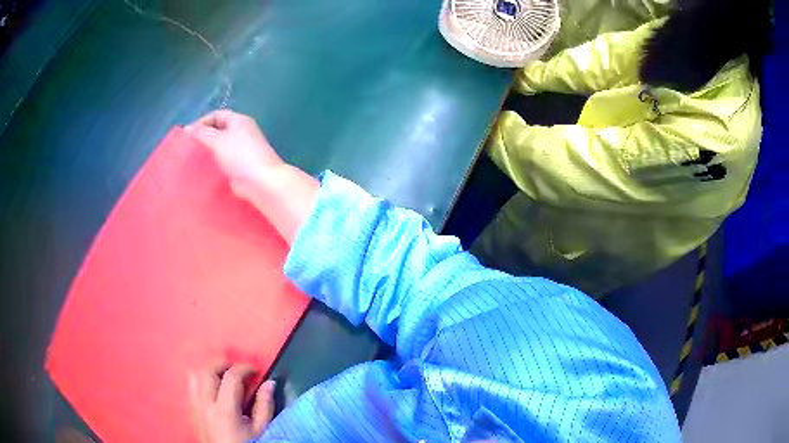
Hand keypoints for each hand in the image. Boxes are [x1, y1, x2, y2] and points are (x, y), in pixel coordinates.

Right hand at [186, 110, 283, 202]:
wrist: (260, 181)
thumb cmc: (239, 155)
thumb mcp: (217, 140)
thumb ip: (201, 133)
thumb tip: (187, 129)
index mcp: (239, 120)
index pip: (216, 115)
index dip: (201, 122)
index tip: (187, 136)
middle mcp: (242, 132)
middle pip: (218, 130)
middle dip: (203, 138)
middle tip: (188, 149)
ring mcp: (243, 150)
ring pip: (221, 147)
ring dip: (208, 152)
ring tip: (193, 161)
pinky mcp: (241, 166)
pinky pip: (224, 161)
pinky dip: (214, 164)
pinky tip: (203, 171)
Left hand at [188, 364, 275, 442]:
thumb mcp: (261, 430)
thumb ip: (265, 405)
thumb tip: (269, 383)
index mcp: (224, 410)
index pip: (231, 377)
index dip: (245, 368)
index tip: (256, 371)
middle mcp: (205, 404)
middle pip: (207, 370)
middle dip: (223, 363)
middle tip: (238, 369)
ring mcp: (195, 407)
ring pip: (194, 375)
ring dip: (209, 370)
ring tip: (224, 375)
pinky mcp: (191, 411)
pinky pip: (191, 387)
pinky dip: (201, 380)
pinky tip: (213, 388)